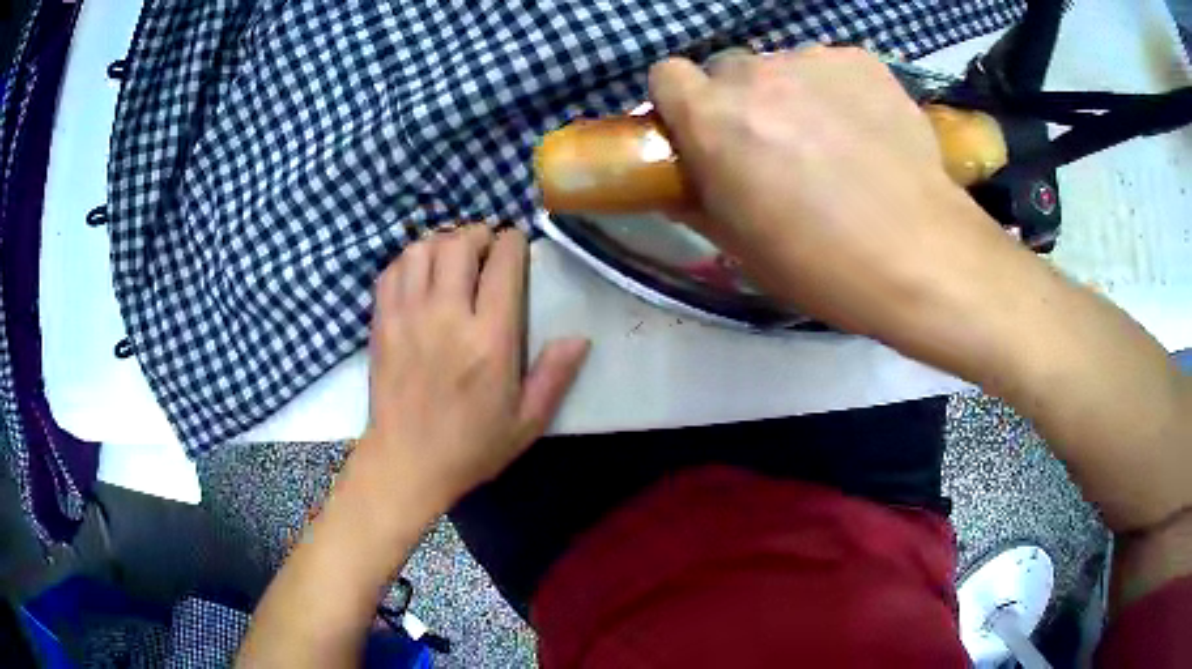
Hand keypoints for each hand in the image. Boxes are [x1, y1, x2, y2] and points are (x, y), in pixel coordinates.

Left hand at [358, 226, 588, 512]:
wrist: (406, 463)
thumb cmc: (471, 447)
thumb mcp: (526, 423)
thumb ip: (554, 377)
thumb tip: (579, 338)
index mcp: (489, 340)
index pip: (502, 265)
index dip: (513, 242)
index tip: (517, 244)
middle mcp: (447, 317)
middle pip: (458, 244)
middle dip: (477, 233)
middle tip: (485, 246)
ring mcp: (408, 317)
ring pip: (421, 250)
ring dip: (441, 242)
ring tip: (452, 255)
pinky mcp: (382, 324)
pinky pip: (392, 272)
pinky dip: (408, 261)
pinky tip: (420, 274)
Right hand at [649, 47, 1032, 351]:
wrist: (921, 256)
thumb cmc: (822, 264)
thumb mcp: (740, 246)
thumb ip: (696, 197)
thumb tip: (682, 179)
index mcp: (712, 118)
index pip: (667, 75)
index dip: (681, 103)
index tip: (704, 132)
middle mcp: (755, 74)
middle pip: (727, 70)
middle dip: (740, 101)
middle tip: (774, 146)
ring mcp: (813, 60)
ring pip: (782, 67)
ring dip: (792, 94)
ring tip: (832, 141)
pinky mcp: (862, 61)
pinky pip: (831, 67)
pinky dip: (837, 91)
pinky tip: (865, 131)